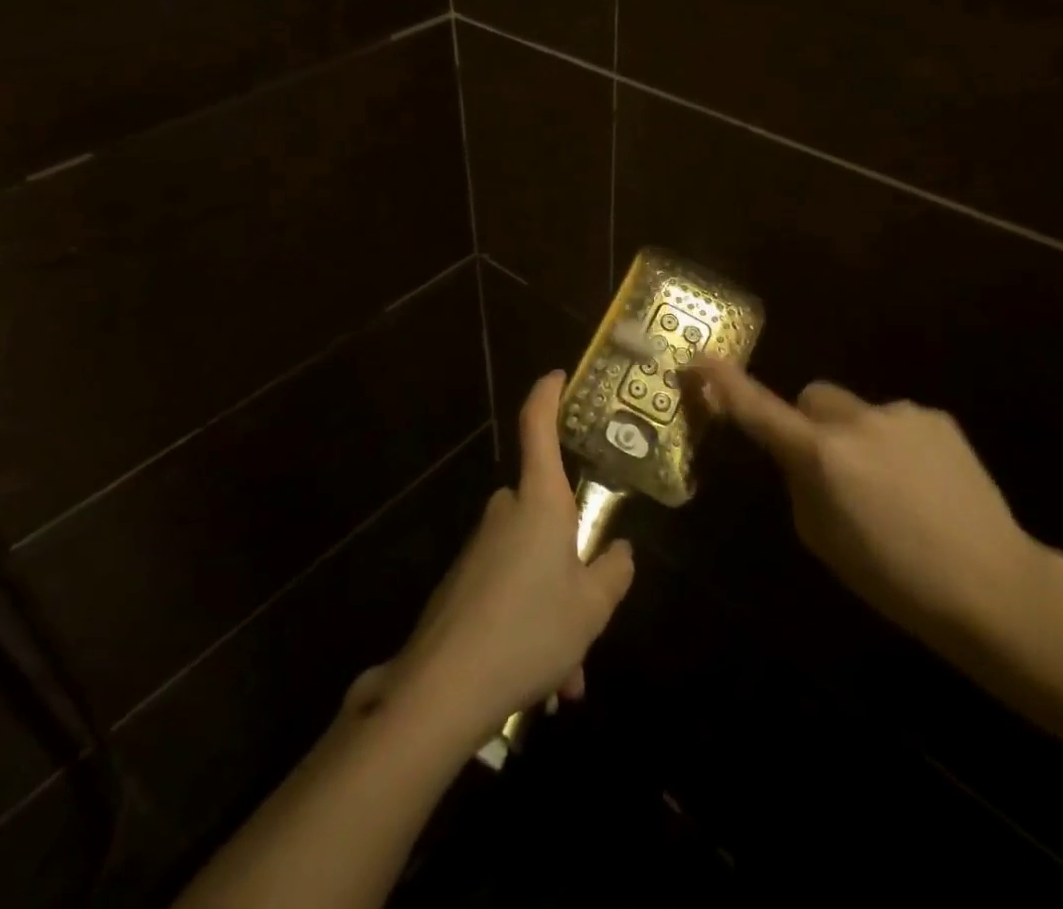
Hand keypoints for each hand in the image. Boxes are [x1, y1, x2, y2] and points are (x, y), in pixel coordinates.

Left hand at [367, 371, 635, 746]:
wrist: (444, 687)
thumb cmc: (530, 629)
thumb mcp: (591, 607)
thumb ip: (613, 573)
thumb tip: (619, 551)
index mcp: (539, 501)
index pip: (537, 427)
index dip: (547, 395)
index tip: (558, 376)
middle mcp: (506, 512)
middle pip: (548, 512)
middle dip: (573, 558)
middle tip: (591, 612)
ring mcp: (480, 545)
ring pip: (533, 563)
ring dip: (553, 606)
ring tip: (566, 674)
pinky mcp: (462, 579)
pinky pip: (509, 588)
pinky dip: (529, 622)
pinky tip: (539, 680)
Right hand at [695, 360, 1045, 649]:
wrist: (993, 585)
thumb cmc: (893, 577)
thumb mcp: (821, 537)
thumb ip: (800, 483)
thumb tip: (799, 456)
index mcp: (821, 454)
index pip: (759, 409)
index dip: (726, 384)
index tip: (700, 359)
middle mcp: (856, 420)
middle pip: (812, 397)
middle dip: (809, 422)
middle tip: (830, 467)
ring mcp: (900, 413)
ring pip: (856, 411)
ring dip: (857, 437)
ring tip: (893, 489)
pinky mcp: (937, 417)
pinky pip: (896, 421)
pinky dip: (895, 444)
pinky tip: (924, 485)